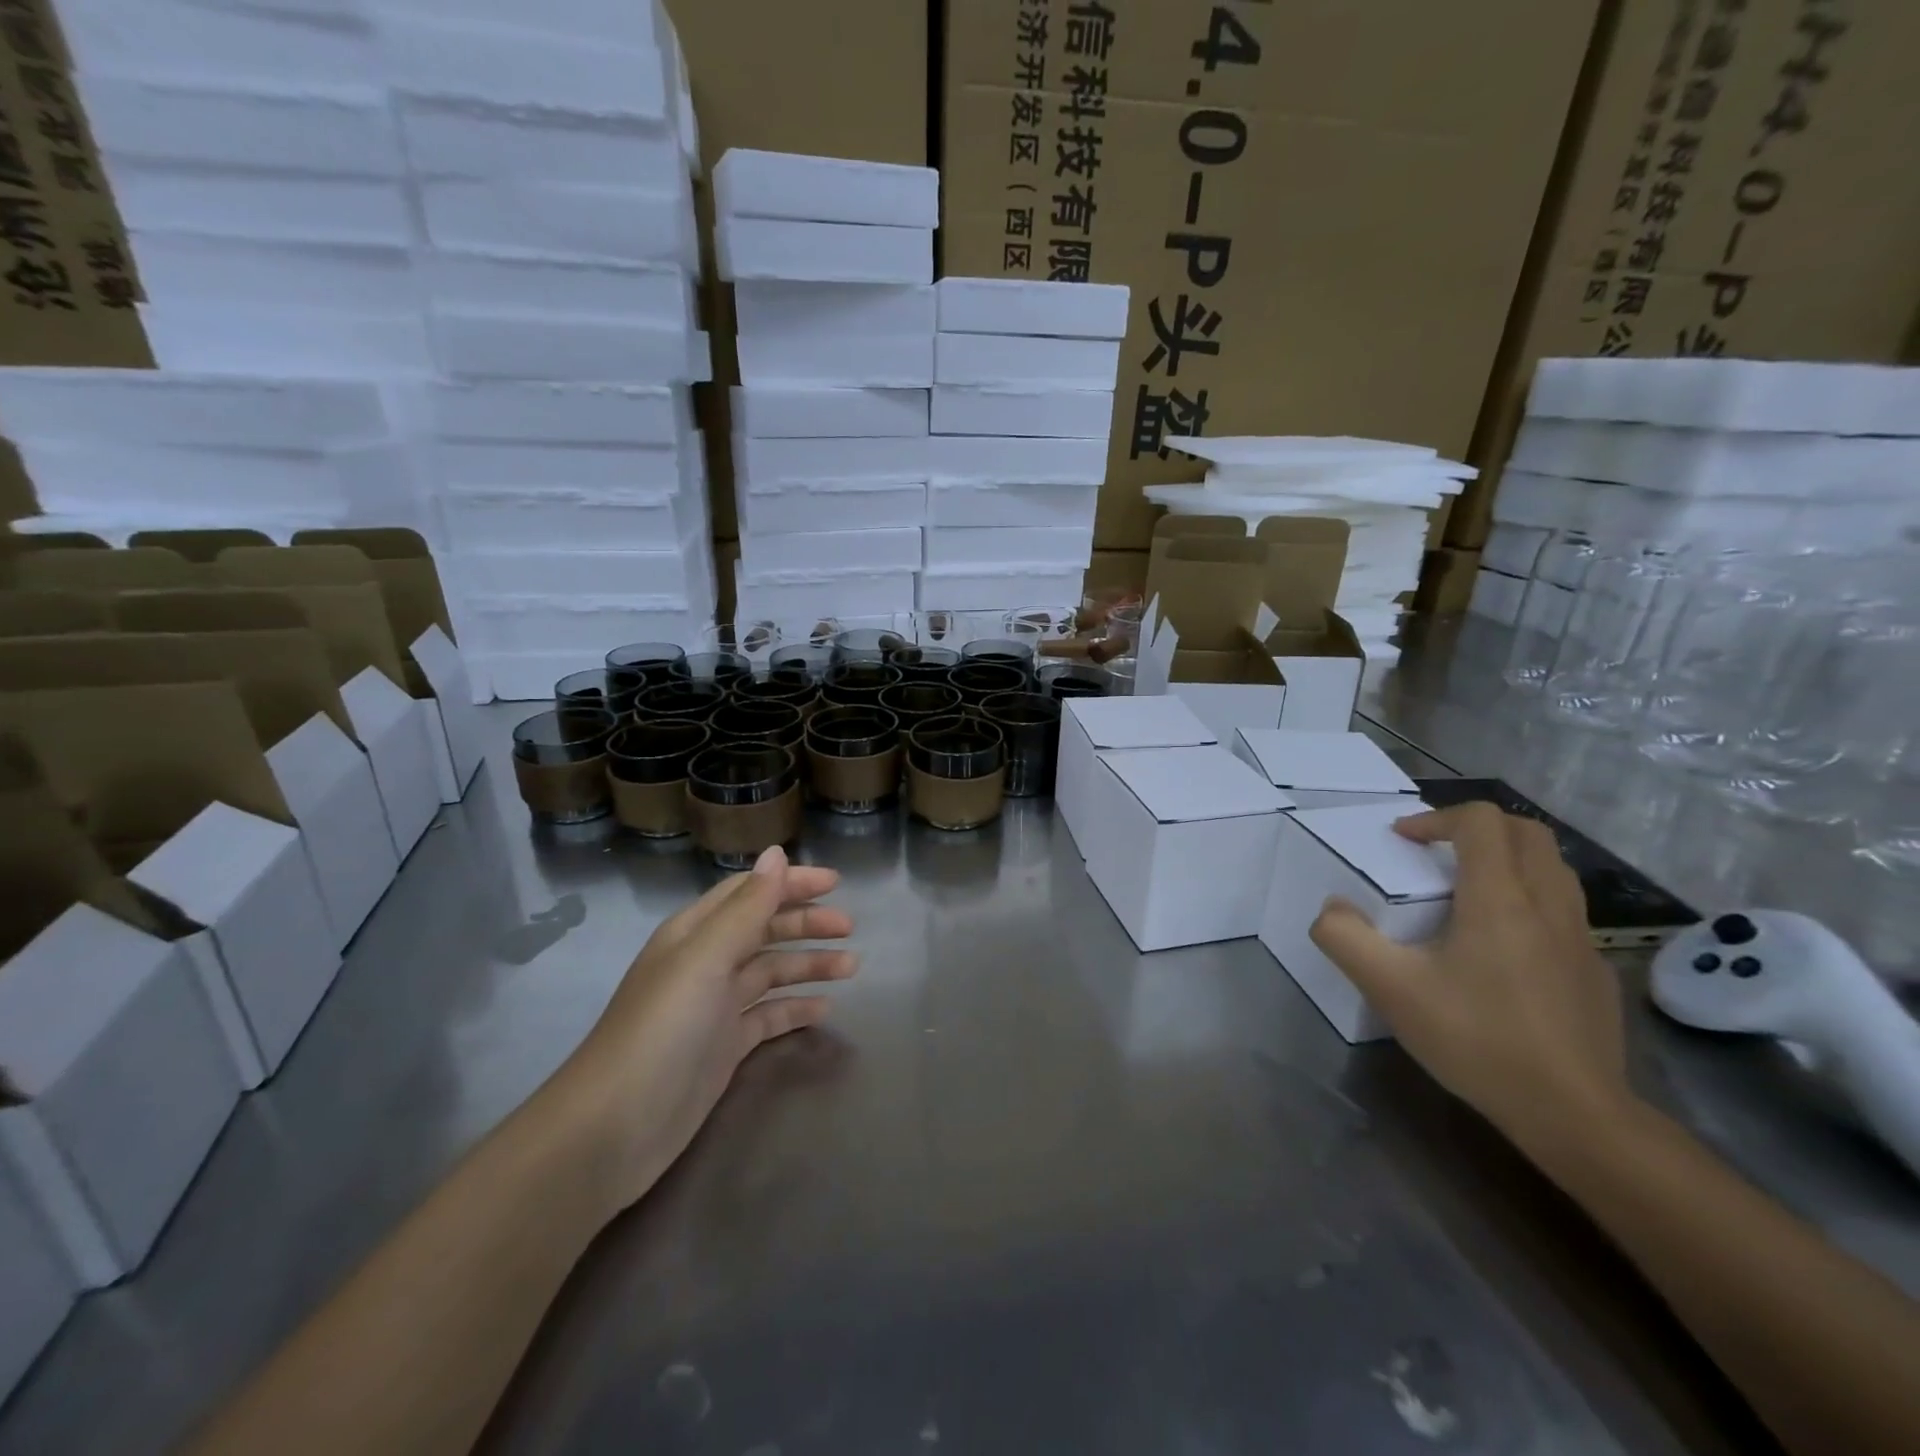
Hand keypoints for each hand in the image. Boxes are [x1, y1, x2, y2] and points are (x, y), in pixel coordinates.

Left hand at [548, 845, 855, 1211]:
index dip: (790, 882)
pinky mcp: (723, 1047)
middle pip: (764, 929)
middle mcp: (705, 963)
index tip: (836, 882)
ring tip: (851, 967)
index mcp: (694, 933)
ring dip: (809, 964)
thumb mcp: (705, 959)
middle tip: (849, 927)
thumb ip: (746, 907)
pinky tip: (824, 1009)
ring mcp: (715, 1008)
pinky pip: (769, 1016)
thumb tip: (777, 853)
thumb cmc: (661, 1031)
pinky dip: (796, 1008)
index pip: (749, 892)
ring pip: (771, 972)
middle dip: (806, 923)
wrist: (612, 1130)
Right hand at [1308, 804, 1632, 1153]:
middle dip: (1476, 828)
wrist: (1575, 1114)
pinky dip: (1529, 901)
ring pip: (1553, 868)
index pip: (1481, 821)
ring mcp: (1580, 938)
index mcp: (1499, 899)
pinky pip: (1564, 910)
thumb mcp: (1390, 989)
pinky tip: (1501, 947)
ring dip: (1508, 860)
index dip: (1436, 818)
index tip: (1402, 842)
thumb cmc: (1478, 1039)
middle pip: (1527, 832)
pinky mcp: (1594, 970)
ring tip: (1467, 890)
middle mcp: (1548, 905)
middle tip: (1435, 851)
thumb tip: (1332, 908)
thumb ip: (1345, 938)